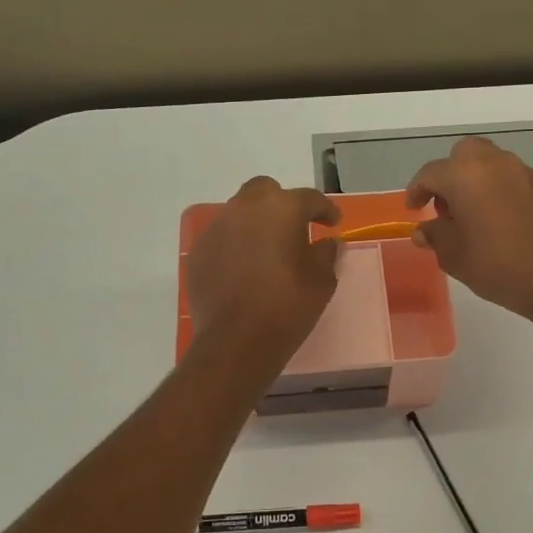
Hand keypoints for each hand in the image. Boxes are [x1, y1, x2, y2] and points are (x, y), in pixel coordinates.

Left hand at [186, 177, 342, 367]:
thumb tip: (327, 243)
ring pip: (240, 212)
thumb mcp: (321, 281)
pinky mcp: (199, 251)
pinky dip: (236, 244)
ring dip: (256, 223)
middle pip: (266, 191)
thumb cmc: (287, 306)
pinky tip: (244, 267)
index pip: (309, 198)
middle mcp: (246, 208)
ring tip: (268, 248)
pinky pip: (222, 237)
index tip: (333, 223)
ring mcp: (217, 228)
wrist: (236, 341)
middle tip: (295, 227)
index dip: (325, 210)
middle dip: (282, 203)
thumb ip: (326, 254)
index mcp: (281, 208)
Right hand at [406, 137, 532, 327]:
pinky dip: (506, 196)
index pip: (431, 173)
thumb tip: (424, 230)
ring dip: (480, 183)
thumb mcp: (453, 255)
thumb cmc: (496, 265)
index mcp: (466, 175)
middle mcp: (497, 164)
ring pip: (495, 166)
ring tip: (477, 217)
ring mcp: (528, 174)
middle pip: (466, 154)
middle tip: (447, 206)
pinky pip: (519, 185)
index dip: (417, 190)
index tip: (413, 208)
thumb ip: (435, 235)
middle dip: (451, 175)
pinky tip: (508, 225)